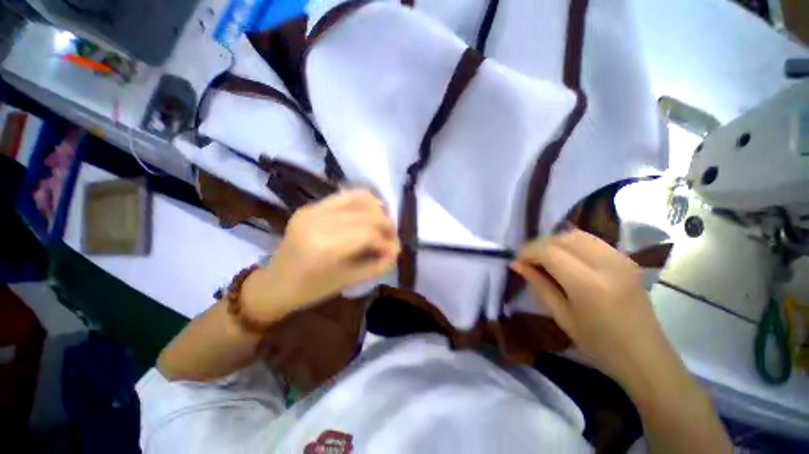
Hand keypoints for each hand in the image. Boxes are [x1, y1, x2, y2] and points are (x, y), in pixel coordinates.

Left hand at [241, 189, 399, 323]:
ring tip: (383, 222)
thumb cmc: (312, 289)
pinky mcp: (310, 206)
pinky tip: (369, 212)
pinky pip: (344, 196)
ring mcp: (311, 210)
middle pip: (366, 213)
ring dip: (377, 209)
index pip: (369, 233)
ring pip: (358, 197)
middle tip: (392, 236)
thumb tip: (397, 249)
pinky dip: (363, 201)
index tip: (394, 250)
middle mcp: (317, 222)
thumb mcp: (349, 281)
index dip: (387, 240)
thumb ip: (378, 264)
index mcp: (324, 247)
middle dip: (386, 224)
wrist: (276, 283)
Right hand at [510, 229, 673, 385]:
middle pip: (562, 238)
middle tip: (529, 260)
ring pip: (577, 235)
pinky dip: (571, 244)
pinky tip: (566, 259)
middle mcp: (607, 264)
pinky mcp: (626, 259)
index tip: (517, 261)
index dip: (528, 252)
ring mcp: (620, 259)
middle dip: (539, 245)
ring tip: (545, 258)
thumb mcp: (561, 316)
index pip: (549, 251)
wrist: (644, 354)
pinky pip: (591, 240)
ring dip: (555, 242)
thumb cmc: (598, 343)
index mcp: (589, 284)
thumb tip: (516, 264)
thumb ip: (538, 284)